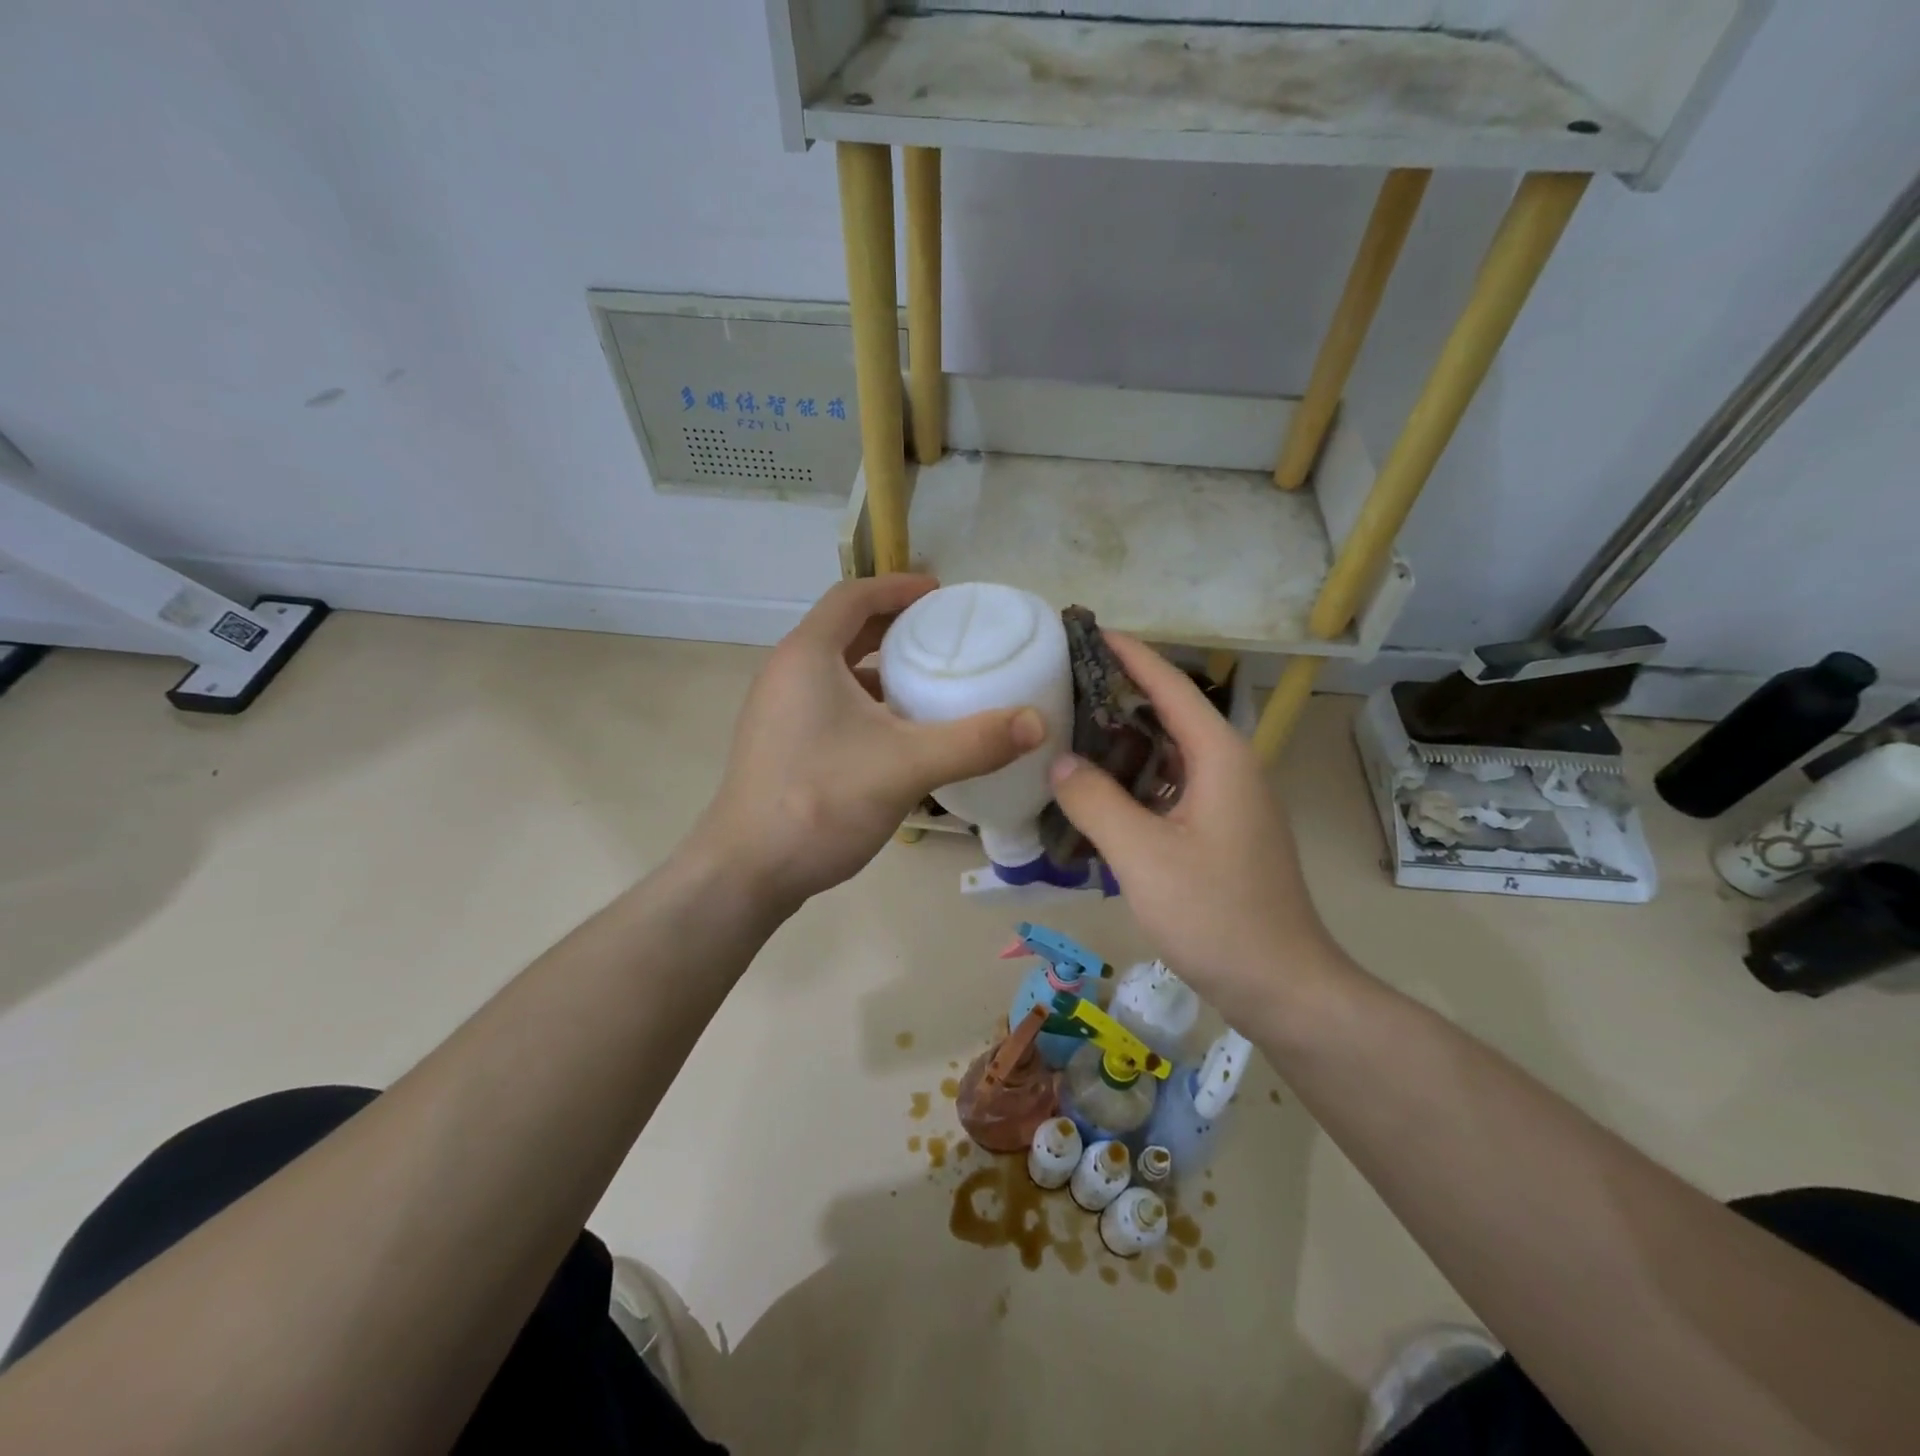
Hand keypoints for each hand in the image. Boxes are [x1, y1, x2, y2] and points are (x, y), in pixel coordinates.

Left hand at [694, 575, 1046, 907]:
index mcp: (807, 656)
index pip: (853, 596)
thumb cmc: (820, 802)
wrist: (746, 872)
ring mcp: (779, 712)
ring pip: (837, 672)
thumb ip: (974, 742)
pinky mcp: (781, 745)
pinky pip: (830, 704)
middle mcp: (786, 673)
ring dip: (881, 669)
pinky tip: (899, 735)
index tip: (941, 594)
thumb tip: (1037, 722)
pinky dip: (867, 704)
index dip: (898, 587)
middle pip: (845, 630)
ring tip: (929, 682)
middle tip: (944, 637)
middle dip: (895, 627)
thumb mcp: (906, 767)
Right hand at [1047, 635, 1349, 1033]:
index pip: (1170, 687)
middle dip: (1119, 699)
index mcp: (1219, 758)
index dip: (1130, 656)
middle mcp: (1230, 769)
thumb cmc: (1215, 914)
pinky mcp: (1223, 834)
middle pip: (1170, 716)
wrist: (1283, 986)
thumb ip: (1095, 801)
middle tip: (1063, 690)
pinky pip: (1173, 790)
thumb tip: (1059, 762)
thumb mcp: (1142, 856)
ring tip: (1070, 738)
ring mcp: (1230, 803)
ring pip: (1170, 757)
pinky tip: (1099, 798)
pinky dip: (1136, 784)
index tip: (1089, 631)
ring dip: (1125, 746)